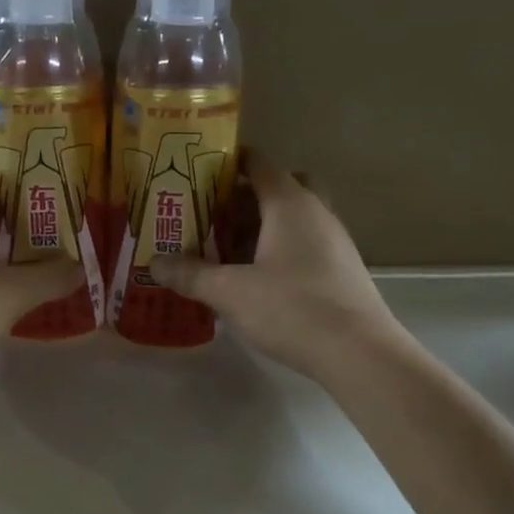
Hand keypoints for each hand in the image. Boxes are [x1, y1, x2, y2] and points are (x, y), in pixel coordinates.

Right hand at [152, 151, 401, 382]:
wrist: (359, 352)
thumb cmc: (292, 309)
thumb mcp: (230, 292)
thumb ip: (190, 274)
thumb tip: (154, 262)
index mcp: (290, 204)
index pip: (259, 163)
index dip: (228, 161)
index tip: (197, 170)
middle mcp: (316, 212)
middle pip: (280, 186)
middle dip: (246, 196)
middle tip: (214, 214)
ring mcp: (334, 240)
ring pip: (294, 217)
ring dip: (262, 225)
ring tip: (226, 249)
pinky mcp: (340, 268)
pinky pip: (304, 243)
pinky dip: (279, 249)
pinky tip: (256, 279)